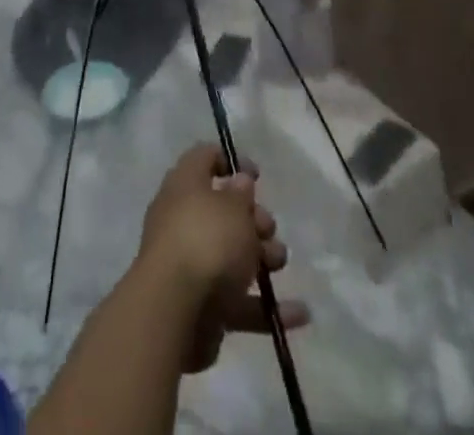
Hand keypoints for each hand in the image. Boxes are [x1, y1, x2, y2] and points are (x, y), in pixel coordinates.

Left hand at [133, 144, 309, 373]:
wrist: (174, 312)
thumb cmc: (206, 242)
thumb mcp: (233, 208)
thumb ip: (241, 195)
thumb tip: (239, 183)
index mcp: (185, 185)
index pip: (203, 158)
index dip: (230, 161)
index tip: (257, 176)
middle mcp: (183, 219)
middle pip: (223, 211)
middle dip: (253, 218)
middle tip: (268, 229)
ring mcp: (192, 264)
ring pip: (232, 255)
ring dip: (262, 258)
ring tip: (279, 263)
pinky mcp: (202, 306)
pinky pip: (238, 300)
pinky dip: (265, 306)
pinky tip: (299, 315)